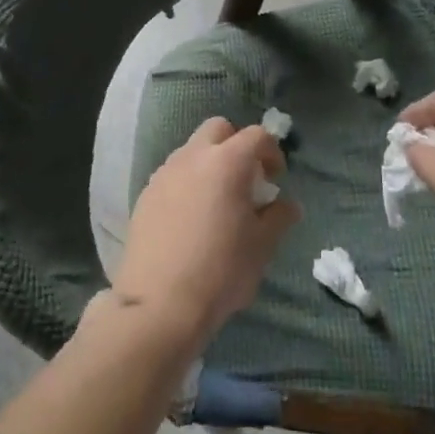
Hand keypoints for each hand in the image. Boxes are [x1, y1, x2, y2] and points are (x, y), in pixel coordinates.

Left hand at [111, 118, 299, 354]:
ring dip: (209, 163)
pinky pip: (173, 174)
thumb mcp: (261, 247)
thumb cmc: (220, 271)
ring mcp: (165, 172)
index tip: (276, 178)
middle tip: (245, 180)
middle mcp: (194, 156)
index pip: (257, 136)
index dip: (272, 151)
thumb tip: (289, 205)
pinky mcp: (145, 193)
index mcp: (227, 162)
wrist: (159, 304)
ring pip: (192, 150)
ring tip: (217, 202)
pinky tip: (191, 219)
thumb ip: (279, 218)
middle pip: (219, 129)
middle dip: (236, 145)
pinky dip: (187, 183)